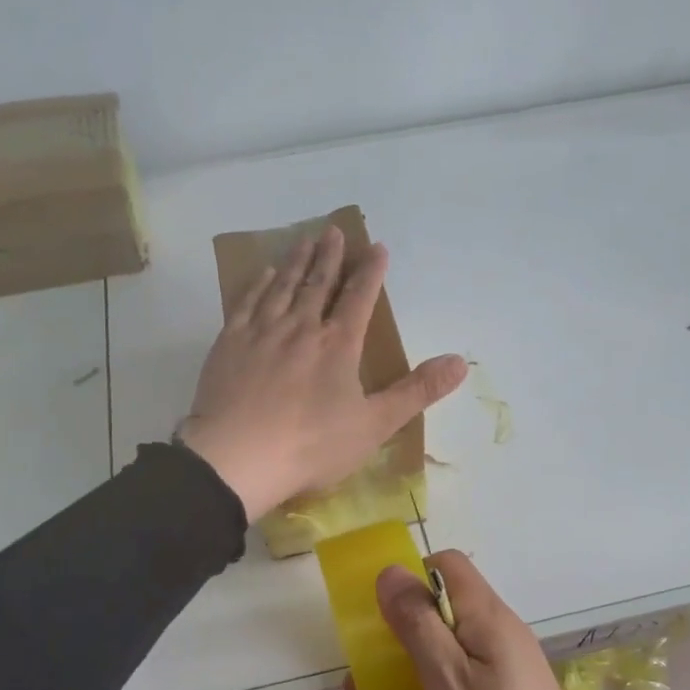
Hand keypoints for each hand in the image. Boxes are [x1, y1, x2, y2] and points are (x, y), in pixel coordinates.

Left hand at [177, 226, 467, 521]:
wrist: (236, 458)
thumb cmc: (310, 446)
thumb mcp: (374, 425)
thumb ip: (417, 391)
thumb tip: (461, 362)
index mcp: (338, 345)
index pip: (359, 298)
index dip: (371, 272)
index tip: (377, 248)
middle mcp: (300, 328)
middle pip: (318, 283)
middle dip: (330, 257)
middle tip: (334, 231)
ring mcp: (261, 332)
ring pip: (282, 286)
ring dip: (296, 261)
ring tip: (304, 240)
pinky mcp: (229, 344)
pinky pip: (247, 303)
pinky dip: (258, 284)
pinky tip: (263, 274)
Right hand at [377, 552, 624, 689]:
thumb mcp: (446, 682)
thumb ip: (418, 623)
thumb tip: (391, 570)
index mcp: (491, 618)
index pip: (448, 565)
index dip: (412, 579)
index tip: (385, 620)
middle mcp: (502, 632)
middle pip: (444, 606)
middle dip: (400, 630)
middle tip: (364, 675)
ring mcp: (508, 666)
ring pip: (448, 643)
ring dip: (408, 663)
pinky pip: (462, 674)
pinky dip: (431, 686)